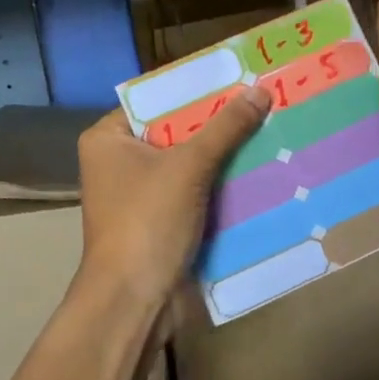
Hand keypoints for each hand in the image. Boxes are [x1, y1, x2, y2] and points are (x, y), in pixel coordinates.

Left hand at [76, 88, 271, 310]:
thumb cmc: (148, 222)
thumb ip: (225, 128)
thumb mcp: (189, 167)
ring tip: (269, 130)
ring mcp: (139, 195)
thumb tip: (260, 91)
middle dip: (218, 124)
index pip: (156, 101)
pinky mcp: (160, 221)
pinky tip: (259, 170)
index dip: (197, 90)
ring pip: (189, 164)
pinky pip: (194, 192)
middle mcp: (119, 162)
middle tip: (262, 102)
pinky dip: (221, 186)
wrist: (135, 301)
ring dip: (224, 156)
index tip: (238, 78)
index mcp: (108, 139)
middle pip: (176, 132)